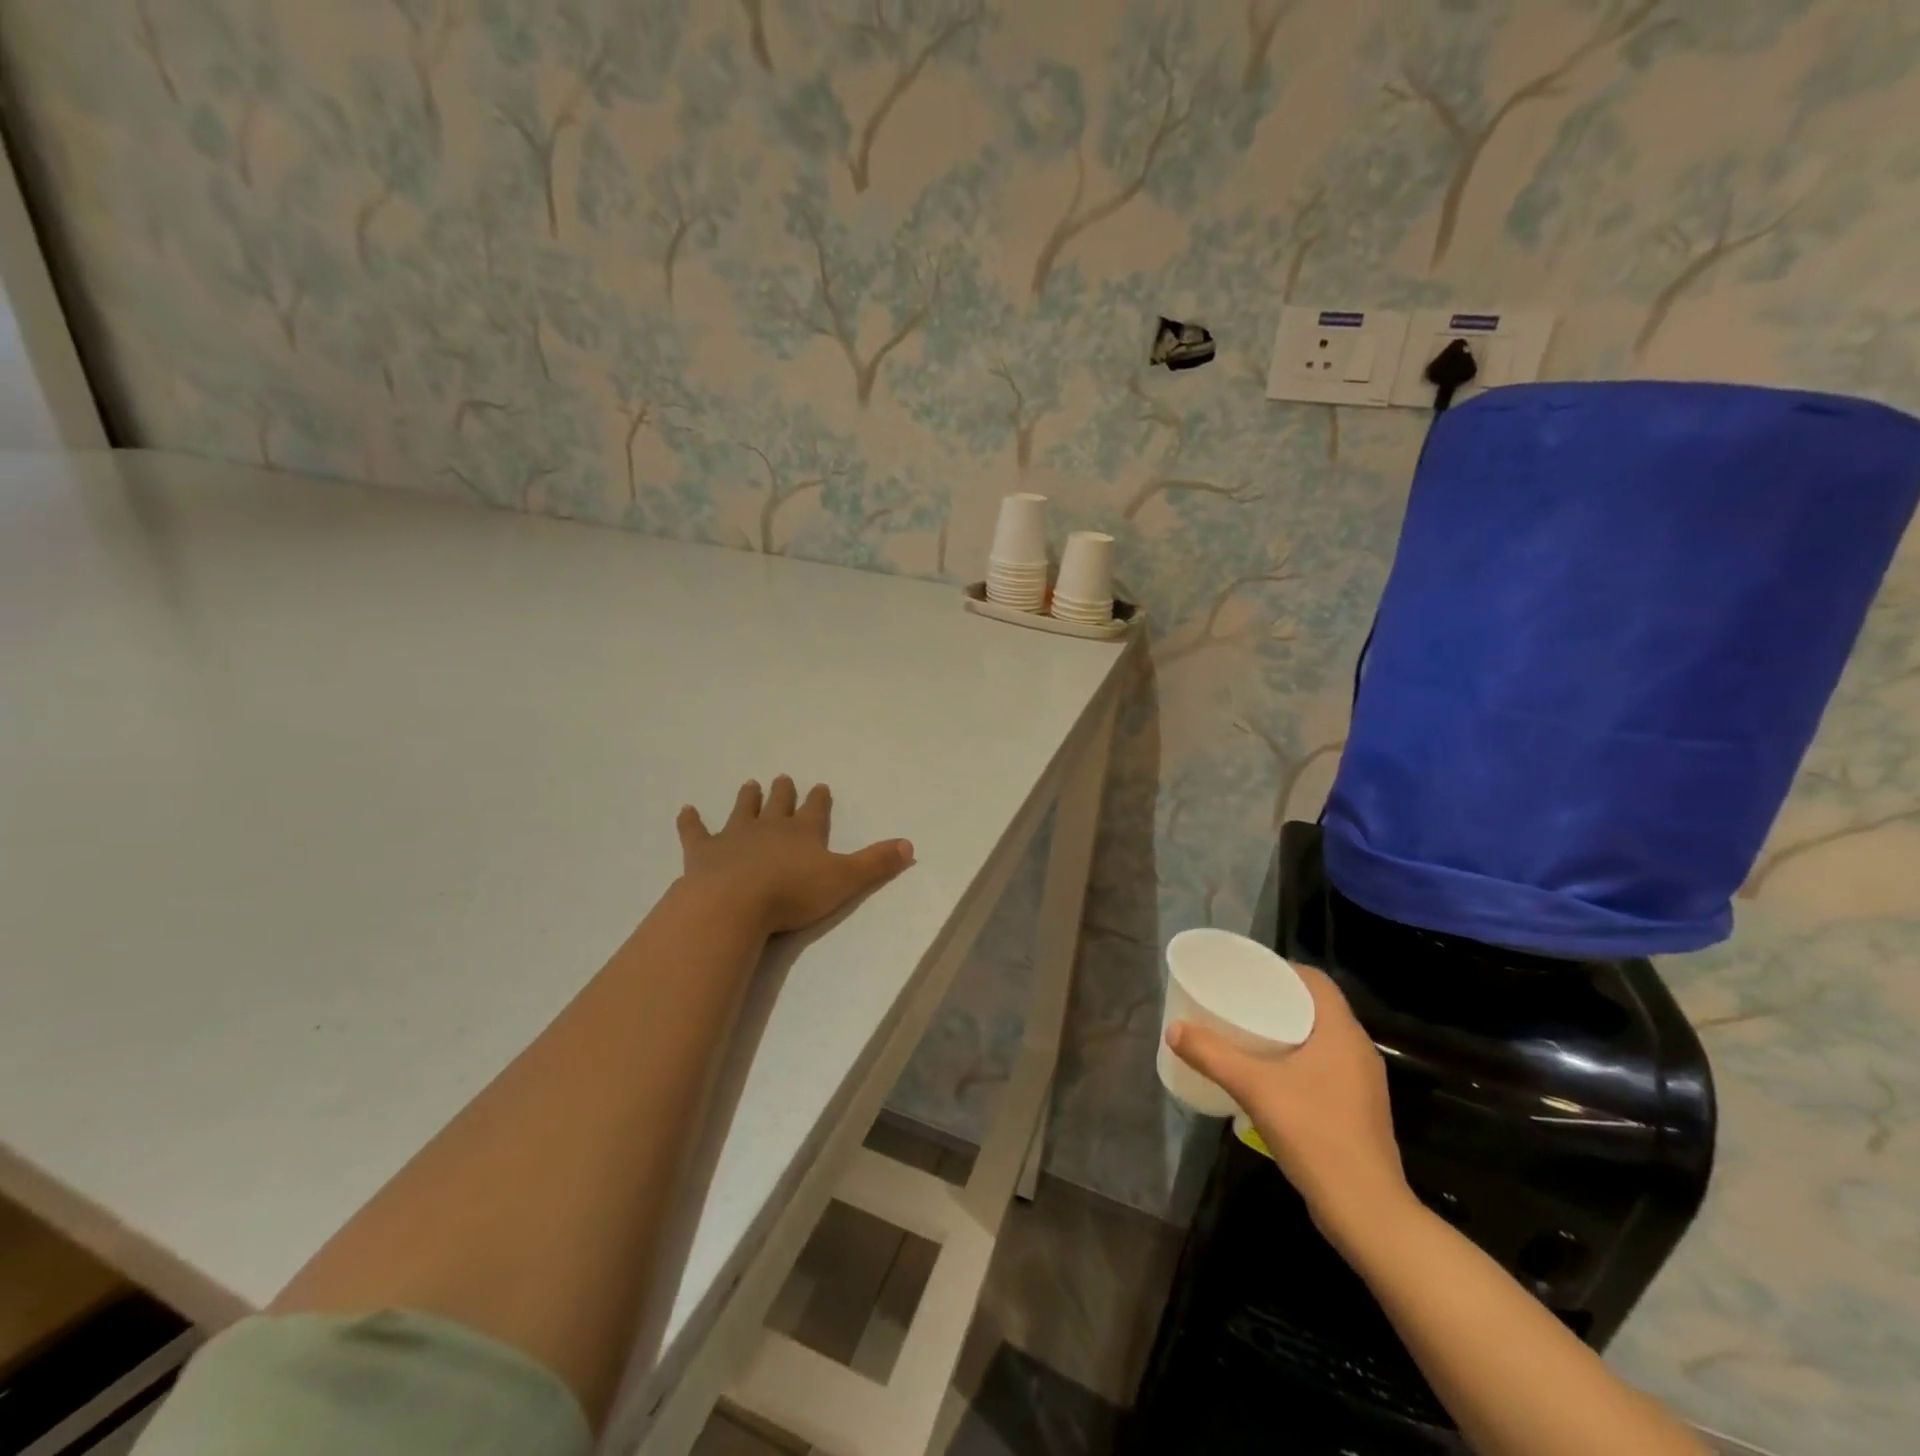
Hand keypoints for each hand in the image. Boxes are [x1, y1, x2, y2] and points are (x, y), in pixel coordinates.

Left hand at [676, 776, 913, 935]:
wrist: (734, 903)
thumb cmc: (792, 893)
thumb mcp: (844, 880)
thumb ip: (876, 863)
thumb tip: (910, 845)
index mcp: (803, 832)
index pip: (815, 809)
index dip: (818, 799)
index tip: (820, 786)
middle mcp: (770, 827)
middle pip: (778, 803)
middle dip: (783, 792)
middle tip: (783, 778)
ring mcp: (734, 836)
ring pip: (742, 810)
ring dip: (747, 798)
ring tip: (750, 784)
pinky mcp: (703, 851)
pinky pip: (695, 831)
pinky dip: (691, 821)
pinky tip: (686, 810)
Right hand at [1166, 964, 1411, 1238]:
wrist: (1366, 1212)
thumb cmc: (1315, 1135)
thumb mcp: (1255, 1089)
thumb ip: (1213, 1055)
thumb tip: (1174, 1029)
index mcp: (1342, 1033)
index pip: (1316, 981)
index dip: (1283, 970)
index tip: (1248, 973)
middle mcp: (1357, 1051)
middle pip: (1316, 1008)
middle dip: (1277, 1000)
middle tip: (1238, 1000)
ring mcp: (1361, 1083)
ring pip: (1320, 1039)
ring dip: (1286, 1031)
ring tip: (1246, 1033)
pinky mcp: (1356, 1110)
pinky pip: (1323, 1066)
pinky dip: (1296, 1059)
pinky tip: (1268, 1076)